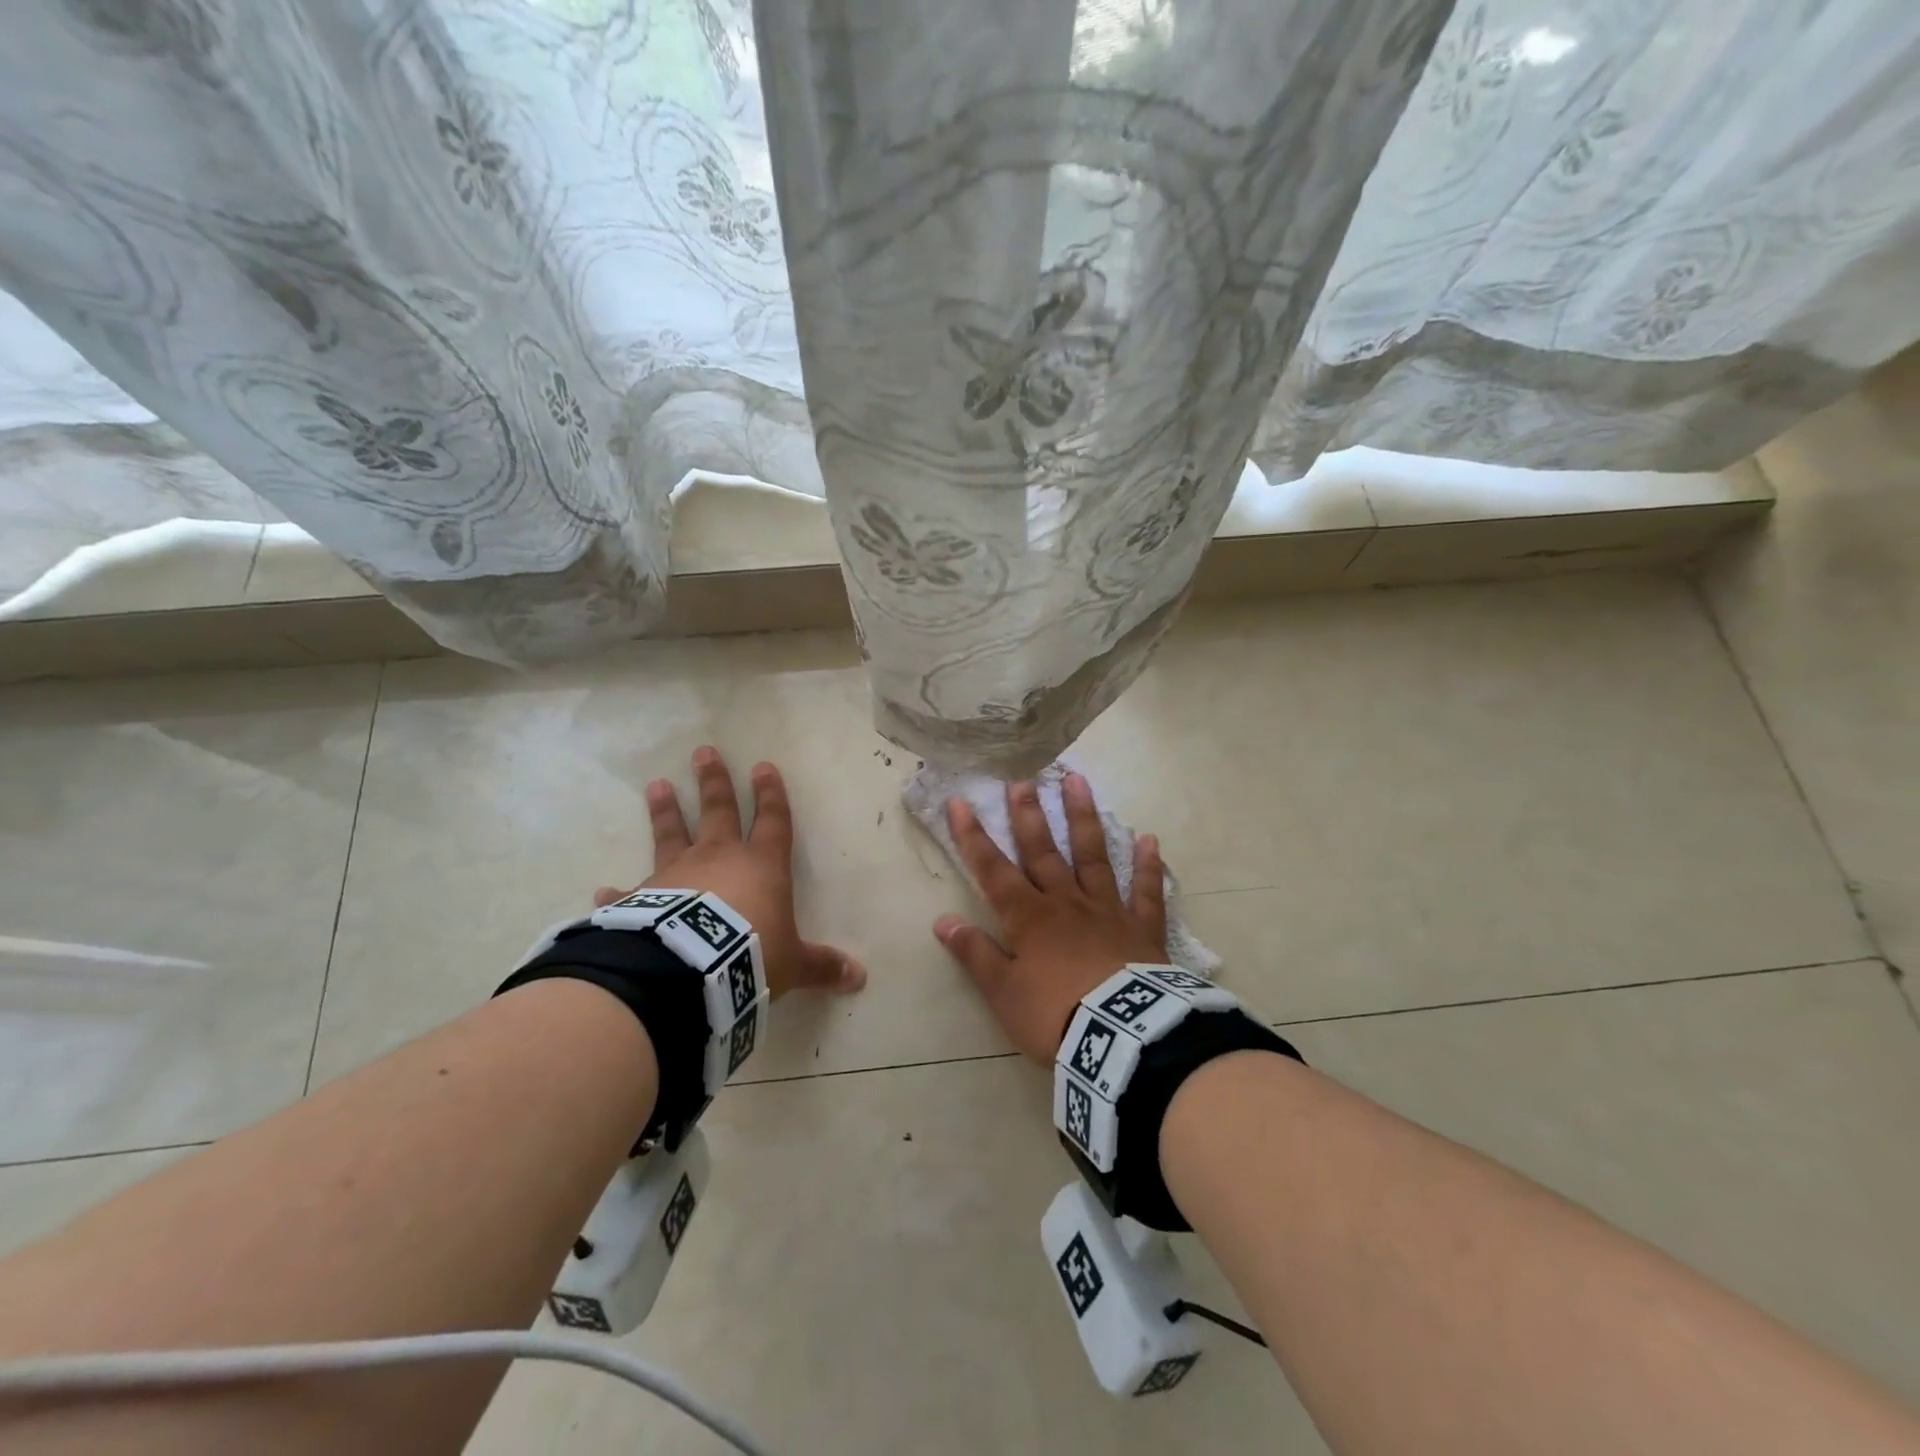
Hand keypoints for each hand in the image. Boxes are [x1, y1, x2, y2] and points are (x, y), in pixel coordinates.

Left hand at [594, 746, 865, 997]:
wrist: (691, 971)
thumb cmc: (751, 955)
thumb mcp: (793, 963)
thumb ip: (821, 965)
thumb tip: (859, 977)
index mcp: (762, 866)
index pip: (772, 821)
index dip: (771, 795)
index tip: (763, 766)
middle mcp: (719, 859)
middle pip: (719, 811)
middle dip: (715, 782)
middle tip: (704, 752)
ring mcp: (677, 874)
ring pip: (672, 833)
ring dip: (666, 810)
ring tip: (656, 785)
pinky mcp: (643, 899)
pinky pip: (630, 893)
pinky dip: (618, 891)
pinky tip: (603, 888)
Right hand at [933, 772, 1167, 1060]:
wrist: (1120, 1039)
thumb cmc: (1054, 1016)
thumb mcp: (1002, 992)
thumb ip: (975, 953)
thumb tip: (942, 920)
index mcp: (1029, 917)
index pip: (993, 870)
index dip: (973, 837)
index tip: (960, 802)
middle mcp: (1066, 902)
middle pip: (1043, 851)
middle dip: (1028, 814)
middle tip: (1022, 778)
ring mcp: (1107, 910)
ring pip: (1093, 856)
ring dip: (1084, 818)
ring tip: (1078, 780)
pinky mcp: (1142, 928)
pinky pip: (1146, 892)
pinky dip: (1148, 866)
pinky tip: (1149, 839)